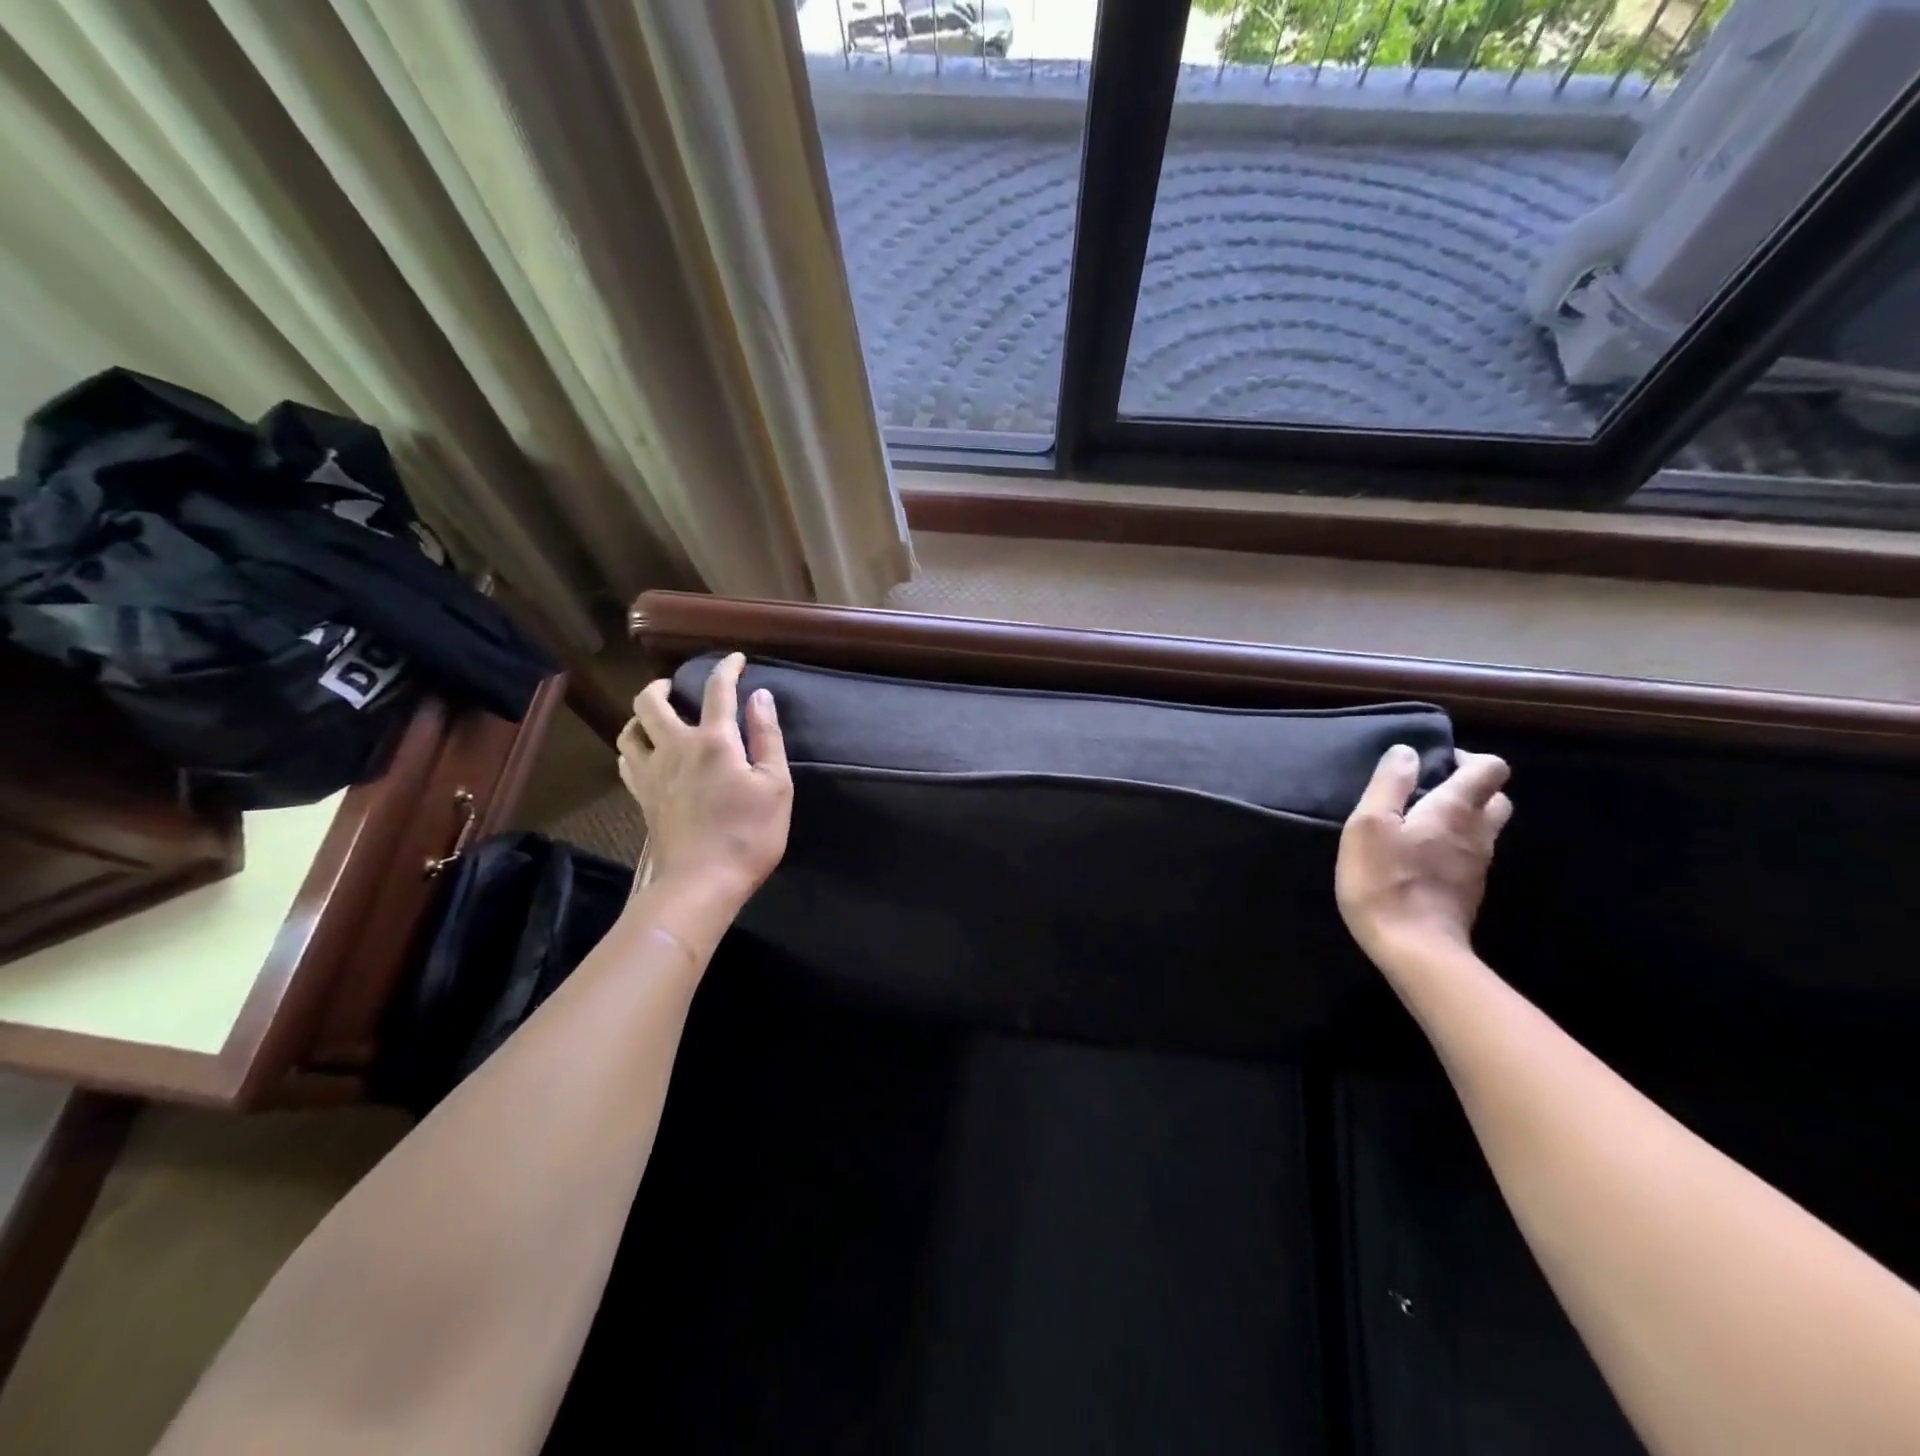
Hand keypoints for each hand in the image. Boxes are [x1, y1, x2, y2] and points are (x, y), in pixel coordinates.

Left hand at [618, 653, 791, 904]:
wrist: (701, 882)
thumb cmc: (748, 834)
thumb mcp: (776, 785)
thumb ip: (767, 737)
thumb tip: (760, 697)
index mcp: (714, 741)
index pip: (718, 690)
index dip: (726, 668)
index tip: (735, 658)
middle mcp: (675, 748)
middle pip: (651, 702)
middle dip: (662, 685)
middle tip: (676, 686)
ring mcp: (651, 773)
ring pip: (629, 729)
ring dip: (640, 715)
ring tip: (655, 716)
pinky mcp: (641, 797)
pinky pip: (626, 760)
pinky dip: (633, 746)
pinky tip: (645, 753)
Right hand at [1336, 745, 1511, 971]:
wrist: (1415, 950)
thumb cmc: (1384, 880)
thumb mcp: (1369, 824)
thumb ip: (1390, 784)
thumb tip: (1407, 752)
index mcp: (1456, 810)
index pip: (1490, 768)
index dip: (1468, 758)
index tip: (1434, 764)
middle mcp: (1478, 833)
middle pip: (1496, 798)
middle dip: (1469, 788)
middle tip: (1428, 793)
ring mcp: (1478, 865)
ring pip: (1484, 829)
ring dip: (1460, 819)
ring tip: (1417, 825)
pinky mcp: (1469, 891)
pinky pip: (1470, 855)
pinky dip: (1452, 847)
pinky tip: (1418, 859)